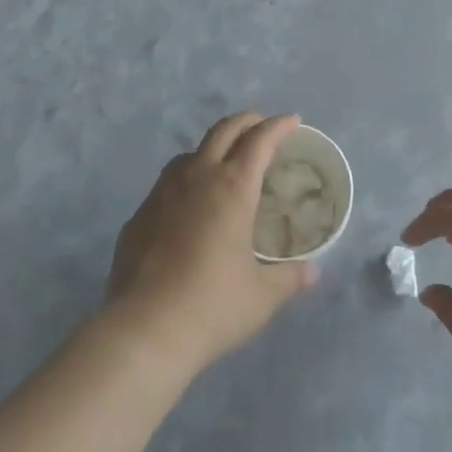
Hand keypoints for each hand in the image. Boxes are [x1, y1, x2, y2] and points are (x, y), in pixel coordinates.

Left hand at [107, 112, 315, 376]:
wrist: (144, 331)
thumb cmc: (212, 306)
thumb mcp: (261, 297)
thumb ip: (289, 278)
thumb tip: (312, 272)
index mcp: (233, 187)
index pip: (260, 140)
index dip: (278, 126)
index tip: (293, 120)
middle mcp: (198, 177)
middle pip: (224, 130)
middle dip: (247, 121)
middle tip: (262, 124)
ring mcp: (163, 192)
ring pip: (191, 152)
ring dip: (213, 147)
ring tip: (224, 162)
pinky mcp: (140, 214)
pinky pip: (167, 183)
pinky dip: (186, 180)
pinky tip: (189, 206)